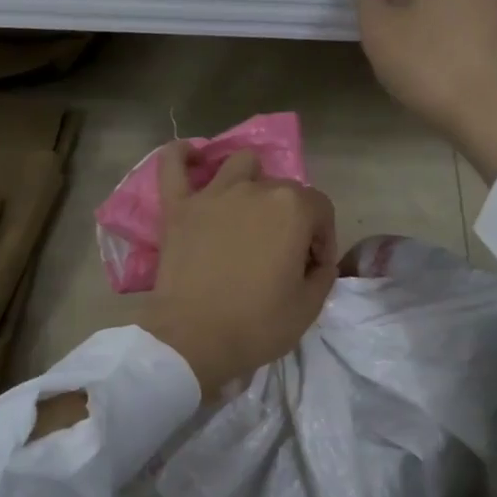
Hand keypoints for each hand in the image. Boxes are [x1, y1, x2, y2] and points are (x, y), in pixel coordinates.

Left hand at [137, 145, 337, 398]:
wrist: (193, 340)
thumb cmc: (256, 325)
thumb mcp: (309, 307)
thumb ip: (323, 274)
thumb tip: (316, 261)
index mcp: (292, 209)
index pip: (320, 210)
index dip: (322, 239)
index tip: (313, 268)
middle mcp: (255, 190)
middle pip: (283, 190)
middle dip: (292, 218)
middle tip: (283, 255)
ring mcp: (212, 195)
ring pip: (239, 165)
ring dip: (251, 181)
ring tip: (249, 209)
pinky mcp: (178, 209)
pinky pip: (173, 166)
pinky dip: (182, 156)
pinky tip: (192, 156)